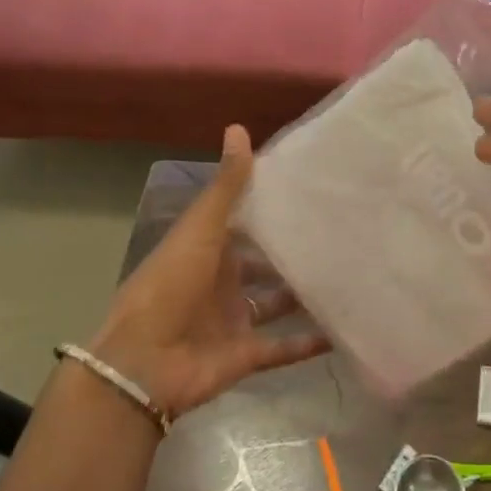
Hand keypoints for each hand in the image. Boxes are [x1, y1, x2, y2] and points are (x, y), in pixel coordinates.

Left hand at [89, 127, 329, 420]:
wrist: (144, 363)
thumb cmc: (170, 284)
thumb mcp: (201, 228)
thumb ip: (226, 185)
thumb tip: (238, 128)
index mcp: (207, 249)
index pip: (244, 223)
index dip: (271, 208)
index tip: (310, 192)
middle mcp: (221, 282)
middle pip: (264, 265)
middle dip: (293, 254)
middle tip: (339, 235)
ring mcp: (233, 320)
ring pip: (276, 304)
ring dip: (304, 295)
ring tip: (347, 277)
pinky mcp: (245, 355)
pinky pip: (283, 348)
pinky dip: (309, 343)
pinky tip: (341, 330)